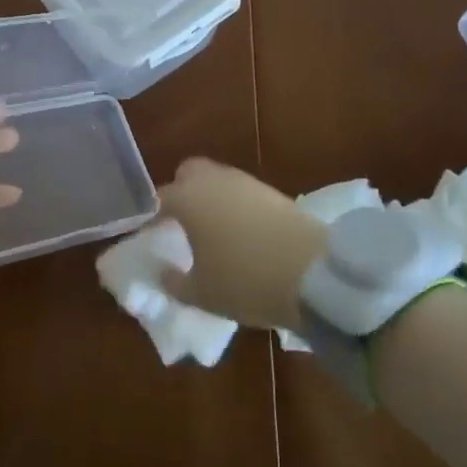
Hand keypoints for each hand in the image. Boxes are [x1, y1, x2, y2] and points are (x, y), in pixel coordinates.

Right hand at [156, 157, 327, 330]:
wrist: (313, 274)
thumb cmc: (245, 282)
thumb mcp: (201, 294)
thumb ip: (174, 282)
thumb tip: (163, 272)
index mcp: (188, 199)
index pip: (159, 199)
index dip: (153, 218)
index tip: (153, 237)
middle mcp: (214, 181)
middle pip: (189, 173)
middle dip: (182, 191)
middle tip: (183, 224)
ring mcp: (247, 183)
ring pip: (219, 180)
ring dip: (212, 198)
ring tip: (215, 232)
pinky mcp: (274, 192)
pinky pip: (243, 193)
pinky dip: (237, 207)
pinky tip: (243, 234)